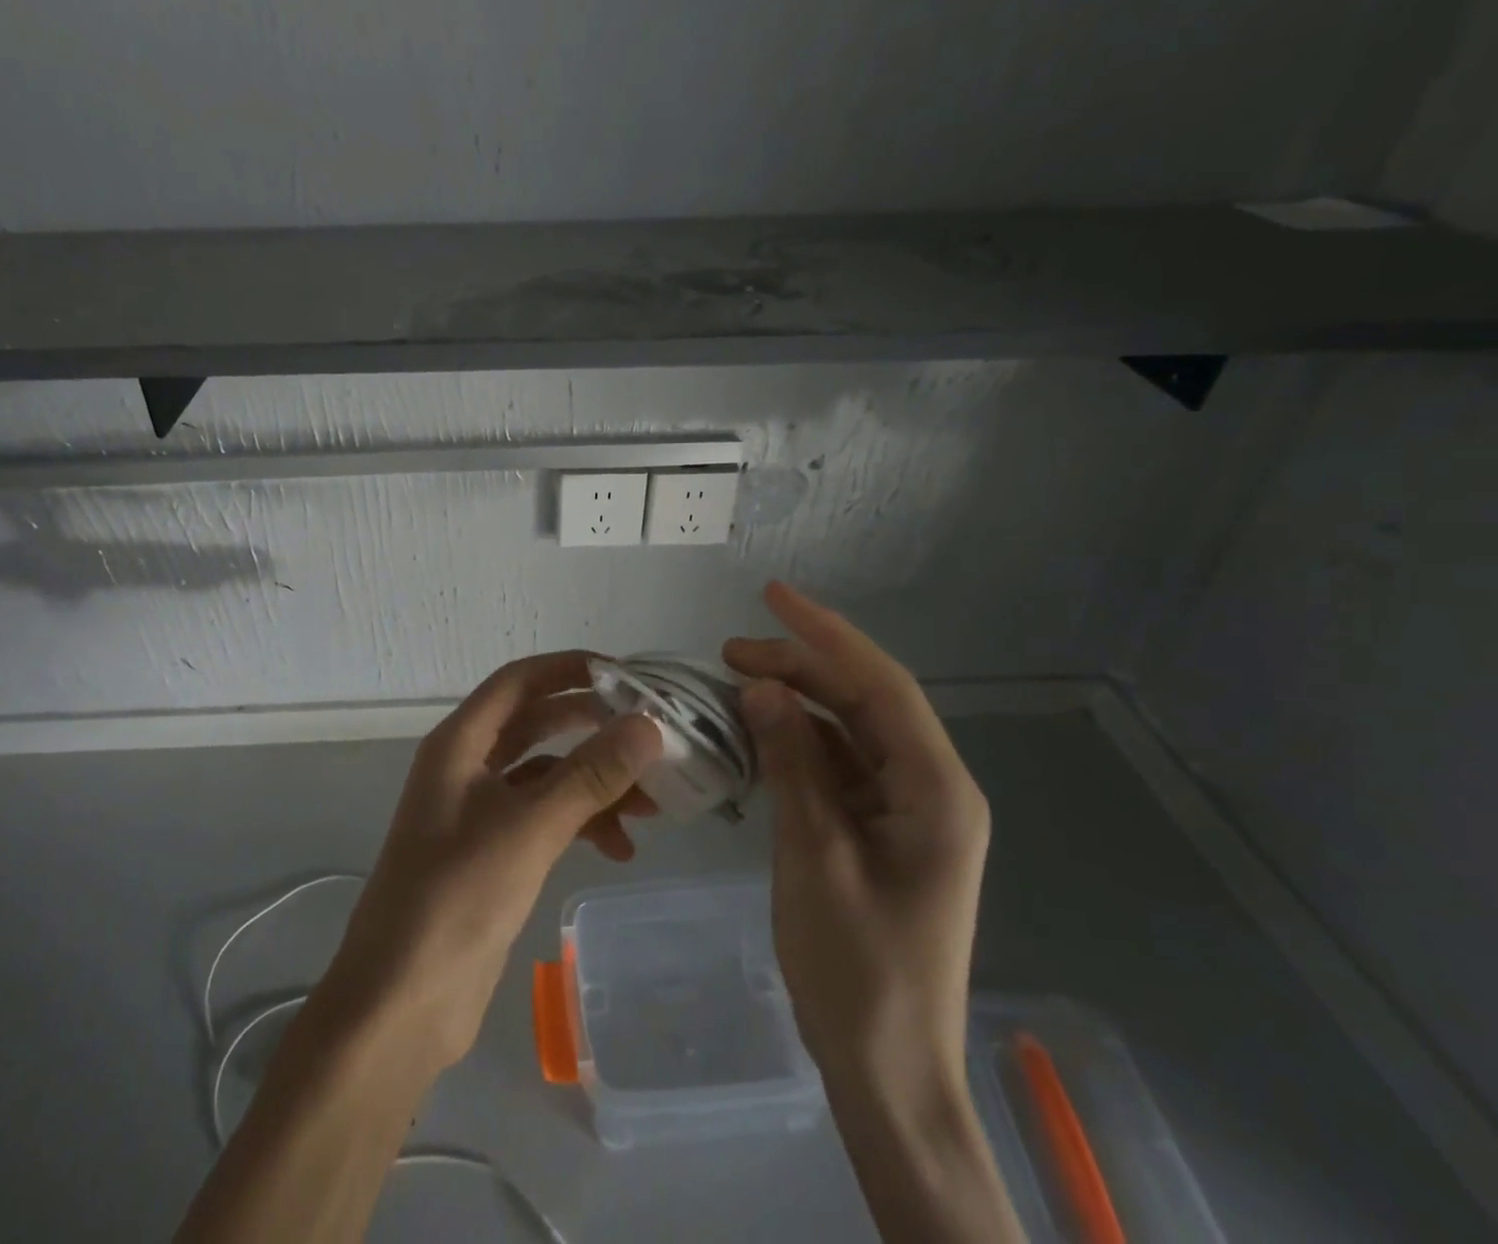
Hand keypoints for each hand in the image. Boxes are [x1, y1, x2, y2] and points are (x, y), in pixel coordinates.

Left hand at [321, 652, 661, 1073]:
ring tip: (651, 807)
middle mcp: (466, 767)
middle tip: (648, 735)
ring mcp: (478, 812)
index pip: (519, 681)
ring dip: (595, 784)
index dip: (569, 669)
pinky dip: (582, 824)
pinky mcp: (492, 854)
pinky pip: (545, 818)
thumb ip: (590, 775)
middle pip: (537, 724)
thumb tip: (648, 725)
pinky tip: (620, 849)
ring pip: (547, 776)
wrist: (401, 1005)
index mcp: (459, 744)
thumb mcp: (529, 829)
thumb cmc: (456, 899)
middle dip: (592, 727)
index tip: (626, 674)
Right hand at [724, 582, 990, 1102]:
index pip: (880, 685)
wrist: (887, 1069)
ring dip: (796, 703)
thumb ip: (792, 762)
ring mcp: (908, 810)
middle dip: (800, 667)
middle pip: (864, 702)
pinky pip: (840, 766)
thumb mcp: (814, 854)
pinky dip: (798, 744)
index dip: (825, 634)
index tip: (772, 595)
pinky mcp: (883, 830)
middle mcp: (932, 788)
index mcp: (936, 790)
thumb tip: (760, 686)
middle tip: (729, 653)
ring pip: (850, 731)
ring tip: (734, 685)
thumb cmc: (856, 967)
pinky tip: (757, 735)